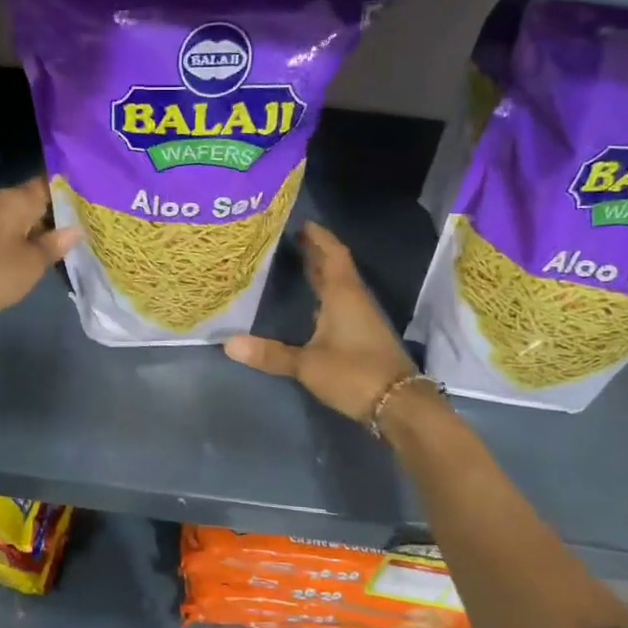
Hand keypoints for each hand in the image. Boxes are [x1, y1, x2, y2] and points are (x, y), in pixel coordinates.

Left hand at [0, 178, 80, 332]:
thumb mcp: (32, 262)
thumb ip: (56, 244)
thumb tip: (77, 229)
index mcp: (17, 199)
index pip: (51, 184)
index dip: (73, 192)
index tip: (95, 202)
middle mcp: (1, 202)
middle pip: (37, 201)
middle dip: (60, 213)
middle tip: (90, 225)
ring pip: (23, 219)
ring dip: (43, 229)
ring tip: (70, 242)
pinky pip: (9, 233)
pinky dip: (26, 240)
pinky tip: (40, 254)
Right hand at [224, 222, 417, 423]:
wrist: (399, 405)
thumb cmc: (354, 374)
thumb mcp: (307, 365)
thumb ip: (270, 353)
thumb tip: (228, 344)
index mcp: (343, 295)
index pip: (332, 255)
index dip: (319, 237)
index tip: (302, 223)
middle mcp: (354, 300)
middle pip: (335, 267)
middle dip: (316, 252)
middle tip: (291, 240)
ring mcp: (362, 319)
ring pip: (339, 287)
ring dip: (321, 274)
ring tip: (297, 265)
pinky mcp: (364, 337)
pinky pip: (341, 305)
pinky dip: (325, 296)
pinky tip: (312, 305)